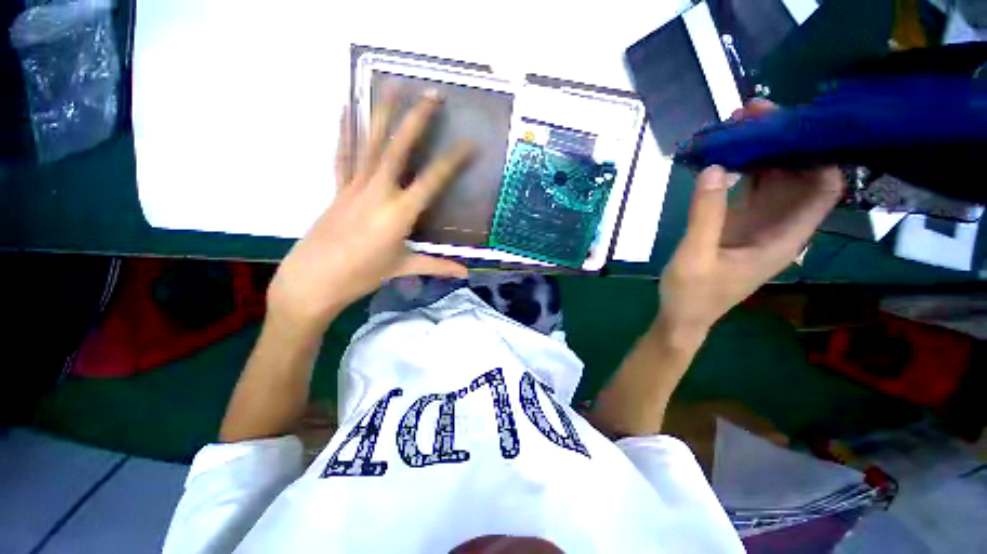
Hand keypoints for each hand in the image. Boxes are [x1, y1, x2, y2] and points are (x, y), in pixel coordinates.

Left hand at [268, 90, 472, 330]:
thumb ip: (437, 265)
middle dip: (417, 120)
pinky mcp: (338, 189)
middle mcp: (378, 192)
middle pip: (398, 149)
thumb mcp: (403, 268)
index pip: (432, 181)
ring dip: (381, 113)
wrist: (313, 280)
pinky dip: (344, 131)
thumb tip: (465, 272)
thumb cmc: (362, 275)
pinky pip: (343, 155)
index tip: (469, 143)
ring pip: (370, 144)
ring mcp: (354, 186)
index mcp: (399, 214)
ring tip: (391, 84)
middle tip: (432, 94)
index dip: (452, 161)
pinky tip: (345, 108)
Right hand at [657, 101, 843, 338]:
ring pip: (775, 179)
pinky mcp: (738, 225)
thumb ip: (705, 215)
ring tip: (736, 126)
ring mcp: (759, 225)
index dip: (817, 152)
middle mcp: (780, 227)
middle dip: (783, 141)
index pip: (822, 189)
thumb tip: (716, 167)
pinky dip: (742, 169)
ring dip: (762, 151)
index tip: (791, 123)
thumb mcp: (695, 257)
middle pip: (799, 175)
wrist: (682, 316)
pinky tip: (725, 154)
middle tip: (750, 114)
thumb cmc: (692, 294)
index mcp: (782, 239)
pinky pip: (751, 189)